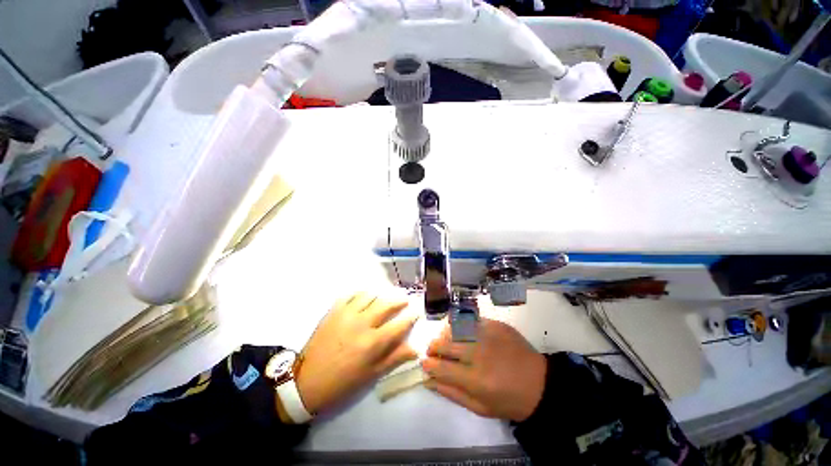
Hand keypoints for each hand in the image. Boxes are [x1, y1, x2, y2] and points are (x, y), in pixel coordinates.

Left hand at [296, 292, 417, 414]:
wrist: (307, 381)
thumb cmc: (343, 382)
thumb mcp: (372, 375)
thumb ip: (395, 358)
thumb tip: (416, 349)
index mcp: (373, 342)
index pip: (399, 324)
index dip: (411, 317)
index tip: (416, 312)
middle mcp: (362, 323)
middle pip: (387, 304)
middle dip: (399, 300)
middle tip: (404, 299)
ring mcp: (347, 314)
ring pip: (370, 295)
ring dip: (381, 294)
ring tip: (385, 297)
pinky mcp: (334, 310)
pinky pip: (351, 295)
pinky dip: (361, 293)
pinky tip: (364, 297)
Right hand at [421, 318, 546, 421]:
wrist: (539, 383)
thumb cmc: (509, 401)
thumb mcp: (480, 407)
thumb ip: (451, 393)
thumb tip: (428, 380)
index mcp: (476, 379)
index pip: (441, 368)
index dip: (428, 365)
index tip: (424, 363)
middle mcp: (479, 353)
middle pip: (444, 344)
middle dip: (433, 347)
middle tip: (432, 351)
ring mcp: (488, 335)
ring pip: (455, 328)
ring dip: (444, 335)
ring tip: (444, 341)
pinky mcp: (495, 324)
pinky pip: (470, 320)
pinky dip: (460, 326)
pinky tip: (460, 332)